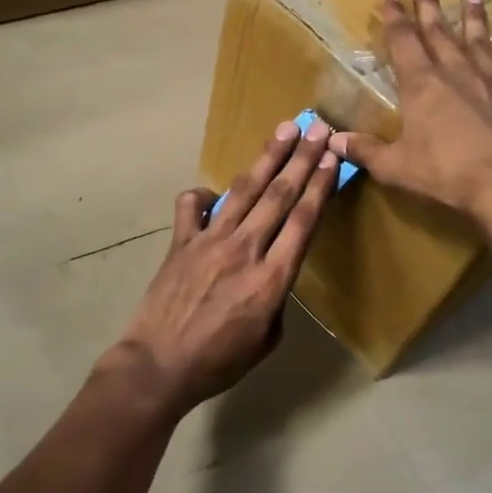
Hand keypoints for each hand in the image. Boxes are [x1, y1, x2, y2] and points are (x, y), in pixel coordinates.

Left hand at [109, 117, 339, 415]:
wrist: (159, 365)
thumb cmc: (219, 362)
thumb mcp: (267, 340)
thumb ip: (276, 298)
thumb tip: (272, 271)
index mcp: (272, 278)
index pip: (303, 220)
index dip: (319, 184)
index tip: (332, 157)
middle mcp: (244, 249)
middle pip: (279, 195)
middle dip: (301, 158)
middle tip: (317, 127)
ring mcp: (209, 240)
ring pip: (244, 190)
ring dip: (267, 158)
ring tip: (284, 130)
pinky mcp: (181, 241)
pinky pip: (192, 205)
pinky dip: (204, 194)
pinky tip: (214, 194)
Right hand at [334, 0, 491, 225]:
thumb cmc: (445, 175)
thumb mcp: (395, 167)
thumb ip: (365, 151)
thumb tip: (333, 141)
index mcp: (422, 86)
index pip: (403, 42)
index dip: (394, 19)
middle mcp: (458, 75)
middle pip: (440, 33)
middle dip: (429, 7)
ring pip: (482, 43)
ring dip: (476, 18)